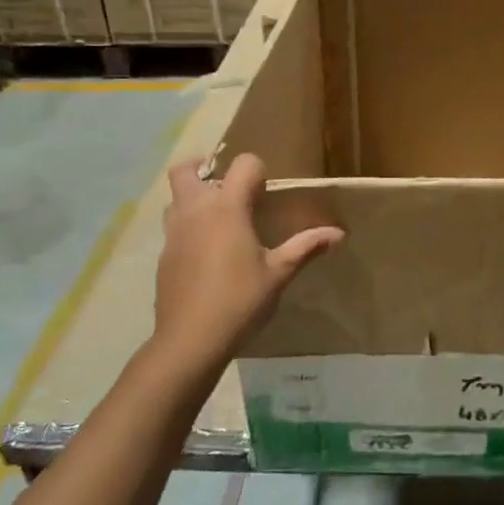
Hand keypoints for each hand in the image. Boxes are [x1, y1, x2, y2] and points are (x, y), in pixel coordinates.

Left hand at [154, 153, 343, 366]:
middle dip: (205, 169)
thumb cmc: (240, 300)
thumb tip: (339, 233)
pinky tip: (208, 256)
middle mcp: (195, 210)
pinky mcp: (164, 255)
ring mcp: (174, 233)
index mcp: (226, 208)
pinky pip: (174, 227)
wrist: (190, 340)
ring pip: (176, 198)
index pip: (242, 164)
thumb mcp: (279, 273)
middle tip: (229, 190)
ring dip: (194, 198)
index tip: (266, 194)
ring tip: (220, 221)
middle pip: (186, 169)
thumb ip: (306, 247)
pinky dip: (189, 228)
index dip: (257, 171)